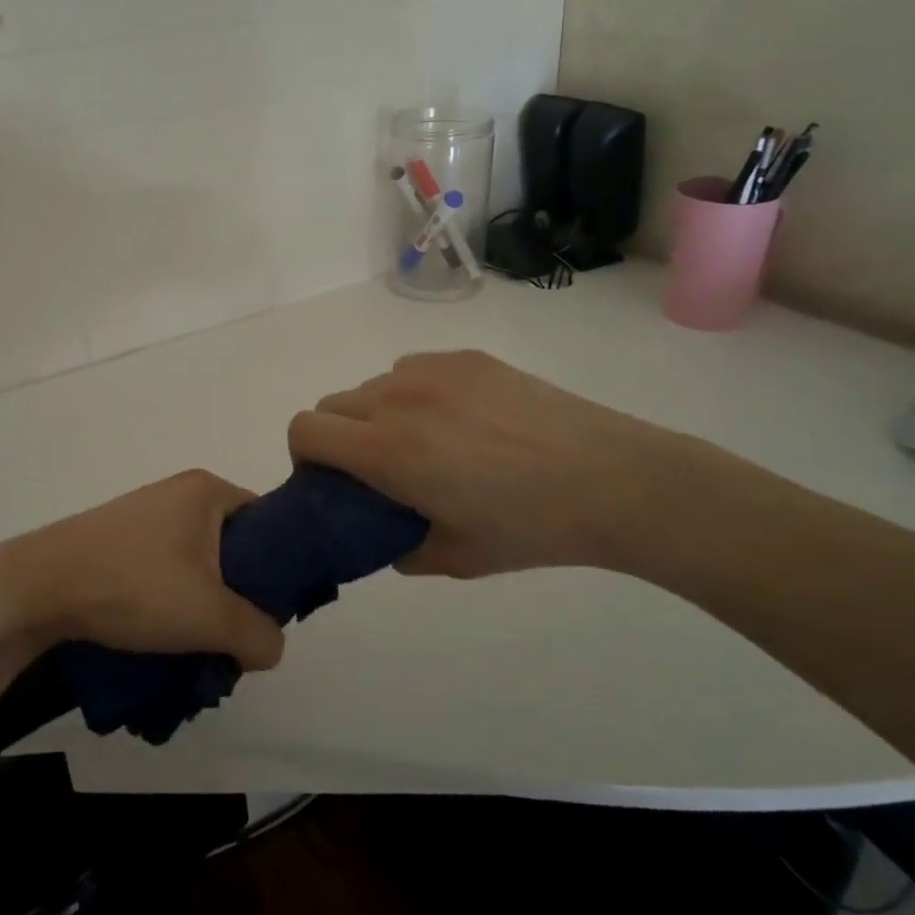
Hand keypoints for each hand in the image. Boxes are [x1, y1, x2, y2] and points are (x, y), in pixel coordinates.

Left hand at [0, 471, 285, 670]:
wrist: (38, 587)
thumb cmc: (133, 585)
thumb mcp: (209, 616)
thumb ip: (258, 634)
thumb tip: (271, 646)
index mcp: (208, 490)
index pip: (268, 522)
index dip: (280, 567)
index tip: (273, 611)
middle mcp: (180, 493)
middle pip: (234, 546)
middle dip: (239, 594)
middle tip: (236, 635)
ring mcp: (146, 514)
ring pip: (199, 563)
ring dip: (205, 604)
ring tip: (197, 643)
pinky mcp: (120, 539)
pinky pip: (167, 567)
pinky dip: (174, 599)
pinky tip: (163, 633)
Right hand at [287, 351, 717, 578]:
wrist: (610, 479)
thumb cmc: (529, 528)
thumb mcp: (453, 558)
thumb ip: (396, 547)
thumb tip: (379, 532)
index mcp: (388, 448)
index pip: (305, 429)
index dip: (305, 456)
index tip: (331, 480)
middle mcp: (398, 397)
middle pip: (332, 404)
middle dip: (339, 437)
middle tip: (380, 468)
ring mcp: (433, 369)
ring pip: (373, 385)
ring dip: (378, 414)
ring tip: (430, 443)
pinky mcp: (466, 356)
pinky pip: (414, 369)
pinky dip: (416, 393)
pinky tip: (464, 420)